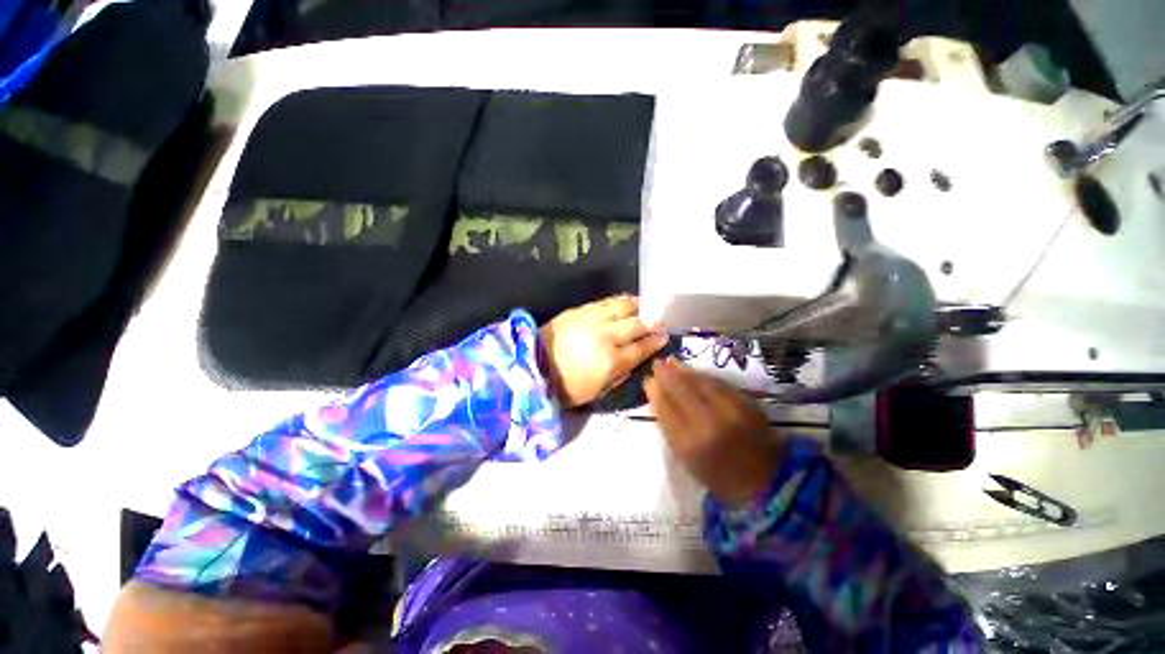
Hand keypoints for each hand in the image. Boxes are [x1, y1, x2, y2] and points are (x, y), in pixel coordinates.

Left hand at [540, 295, 668, 407]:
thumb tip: (633, 361)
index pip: (640, 348)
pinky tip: (625, 301)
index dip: (654, 342)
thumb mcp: (596, 391)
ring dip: (637, 307)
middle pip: (635, 325)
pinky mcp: (580, 310)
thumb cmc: (565, 386)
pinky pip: (605, 302)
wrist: (533, 365)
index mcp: (611, 361)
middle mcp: (606, 337)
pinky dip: (619, 301)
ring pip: (622, 307)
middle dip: (651, 323)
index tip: (664, 336)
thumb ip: (619, 376)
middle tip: (659, 321)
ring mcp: (592, 320)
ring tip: (645, 306)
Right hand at [645, 358, 783, 505]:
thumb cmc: (718, 475)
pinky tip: (693, 370)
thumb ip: (670, 428)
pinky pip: (719, 384)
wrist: (766, 481)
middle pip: (682, 391)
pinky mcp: (746, 404)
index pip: (666, 409)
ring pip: (701, 383)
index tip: (648, 379)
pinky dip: (703, 375)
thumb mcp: (687, 459)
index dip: (655, 391)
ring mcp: (730, 411)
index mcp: (689, 444)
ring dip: (684, 370)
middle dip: (667, 375)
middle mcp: (708, 424)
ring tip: (671, 361)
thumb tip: (657, 399)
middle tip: (657, 364)